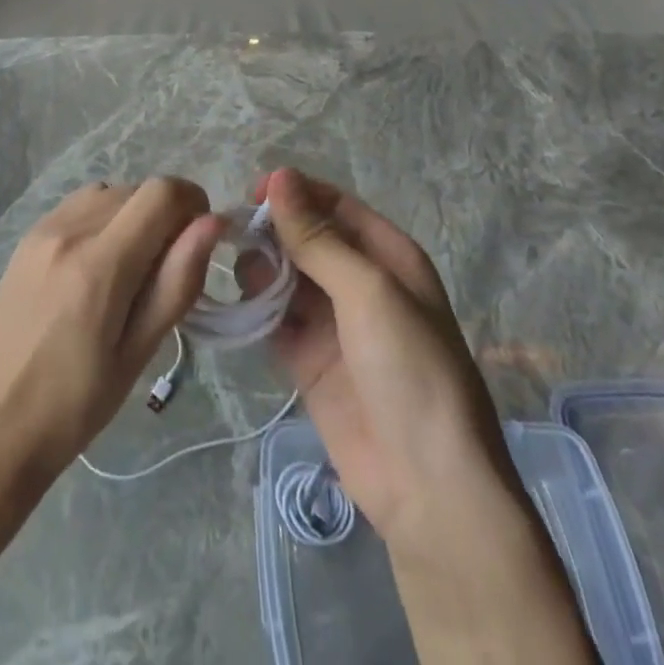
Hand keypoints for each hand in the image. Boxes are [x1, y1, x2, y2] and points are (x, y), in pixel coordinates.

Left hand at [0, 177, 224, 490]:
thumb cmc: (74, 406)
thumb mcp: (138, 353)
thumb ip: (178, 282)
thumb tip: (213, 224)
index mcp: (100, 263)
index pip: (161, 194)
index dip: (193, 203)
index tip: (201, 240)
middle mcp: (69, 230)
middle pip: (136, 189)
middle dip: (165, 215)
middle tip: (167, 269)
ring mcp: (42, 229)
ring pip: (107, 191)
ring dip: (132, 213)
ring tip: (132, 266)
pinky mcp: (26, 238)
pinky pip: (78, 205)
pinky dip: (102, 217)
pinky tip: (97, 263)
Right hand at [247, 168, 593, 664]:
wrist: (429, 488)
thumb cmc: (410, 371)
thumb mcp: (368, 292)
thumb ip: (317, 238)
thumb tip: (279, 176)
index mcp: (387, 256)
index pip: (333, 206)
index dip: (294, 193)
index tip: (251, 193)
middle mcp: (359, 282)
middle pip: (305, 239)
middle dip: (271, 232)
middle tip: (235, 238)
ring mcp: (333, 323)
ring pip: (285, 277)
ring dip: (261, 271)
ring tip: (245, 280)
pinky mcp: (309, 361)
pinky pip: (275, 320)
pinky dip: (256, 310)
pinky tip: (237, 307)